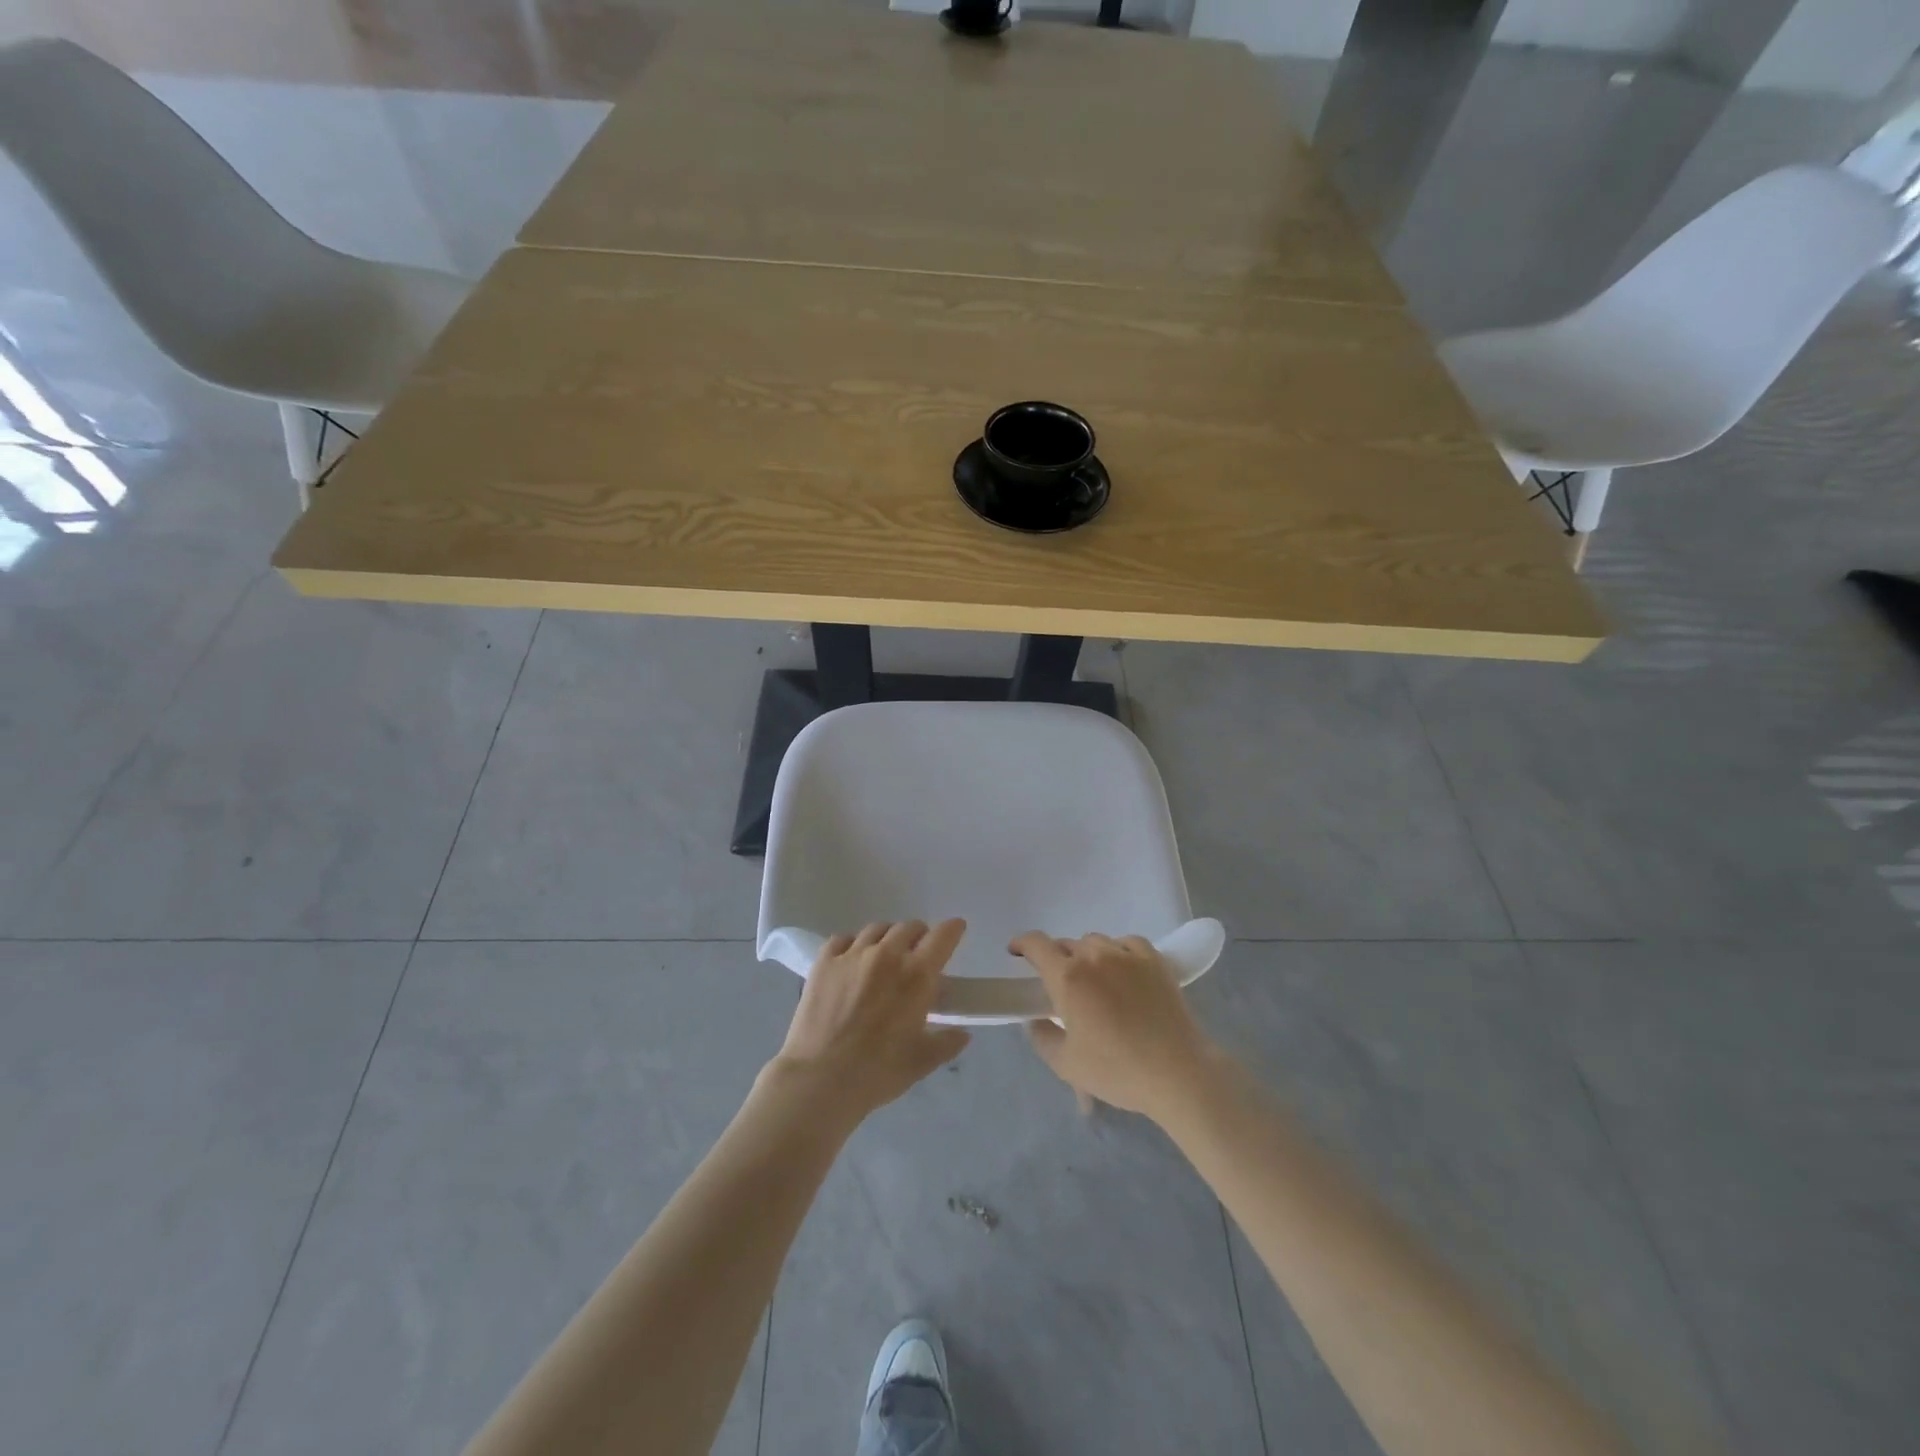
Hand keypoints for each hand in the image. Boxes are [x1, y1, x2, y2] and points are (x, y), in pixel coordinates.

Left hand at [765, 921, 970, 1130]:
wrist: (820, 1079)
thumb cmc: (878, 1072)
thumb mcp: (921, 1062)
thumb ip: (946, 1043)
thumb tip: (963, 1034)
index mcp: (917, 975)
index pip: (942, 936)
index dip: (953, 929)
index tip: (956, 929)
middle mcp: (887, 955)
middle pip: (909, 927)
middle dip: (919, 935)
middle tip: (918, 952)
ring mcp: (853, 955)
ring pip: (877, 929)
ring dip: (887, 937)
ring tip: (885, 953)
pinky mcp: (824, 962)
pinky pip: (842, 939)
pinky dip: (852, 944)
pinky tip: (851, 959)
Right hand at [1014, 932, 1220, 1121]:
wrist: (1177, 1073)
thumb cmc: (1117, 1070)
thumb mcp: (1066, 1065)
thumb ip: (1041, 1037)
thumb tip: (1036, 1019)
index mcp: (1067, 978)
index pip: (1036, 945)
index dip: (1021, 944)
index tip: (1016, 953)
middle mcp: (1094, 957)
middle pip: (1067, 945)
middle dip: (1058, 961)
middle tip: (1063, 988)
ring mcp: (1126, 955)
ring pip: (1096, 942)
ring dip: (1087, 956)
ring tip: (1096, 982)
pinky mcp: (1154, 960)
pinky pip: (1127, 943)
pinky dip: (1118, 951)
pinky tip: (1122, 971)